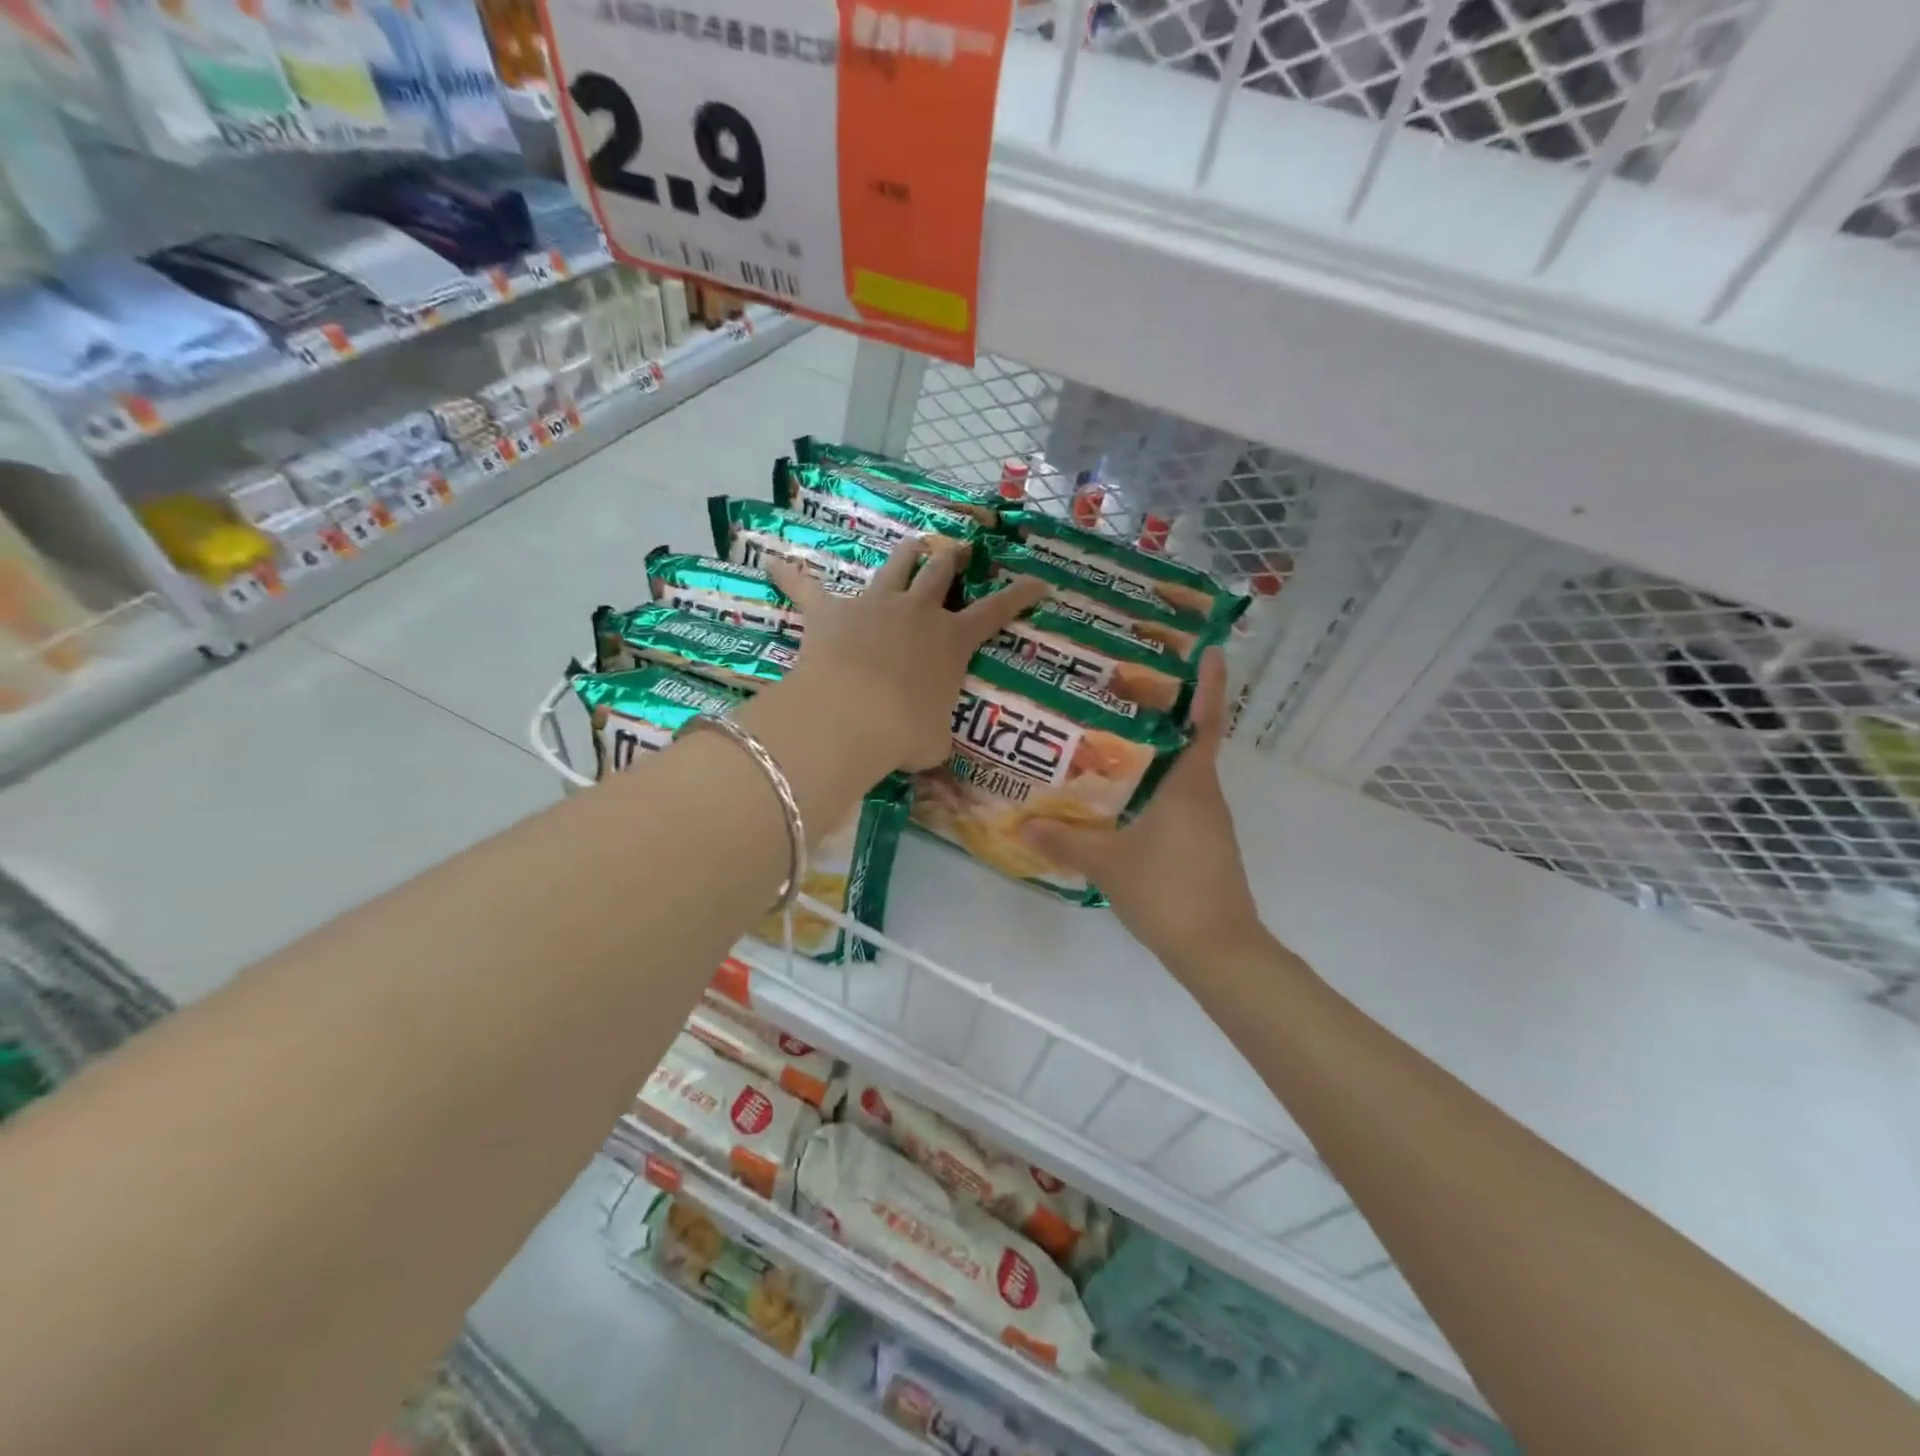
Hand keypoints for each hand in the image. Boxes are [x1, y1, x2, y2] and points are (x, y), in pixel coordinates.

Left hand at [765, 541, 1046, 772]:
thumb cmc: (904, 732)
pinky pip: (805, 587)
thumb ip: (936, 734)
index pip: (997, 611)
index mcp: (952, 640)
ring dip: (907, 553)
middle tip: (960, 552)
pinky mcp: (830, 611)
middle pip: (941, 571)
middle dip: (954, 558)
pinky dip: (789, 574)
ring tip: (914, 544)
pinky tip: (772, 561)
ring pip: (896, 564)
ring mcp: (874, 604)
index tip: (1040, 582)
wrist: (852, 715)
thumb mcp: (934, 742)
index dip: (1021, 595)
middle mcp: (918, 611)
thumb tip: (932, 747)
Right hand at [1019, 651, 1264, 969]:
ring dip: (1157, 753)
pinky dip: (1155, 787)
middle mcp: (1205, 795)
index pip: (1206, 723)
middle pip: (1190, 742)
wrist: (1218, 949)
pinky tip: (1123, 795)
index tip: (1212, 651)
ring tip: (1113, 736)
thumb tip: (1022, 826)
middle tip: (1126, 689)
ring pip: (1182, 774)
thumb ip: (1064, 841)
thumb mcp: (1107, 864)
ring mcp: (1208, 822)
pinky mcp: (1204, 844)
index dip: (1211, 686)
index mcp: (1190, 786)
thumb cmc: (1168, 892)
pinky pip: (1180, 801)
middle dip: (1166, 713)